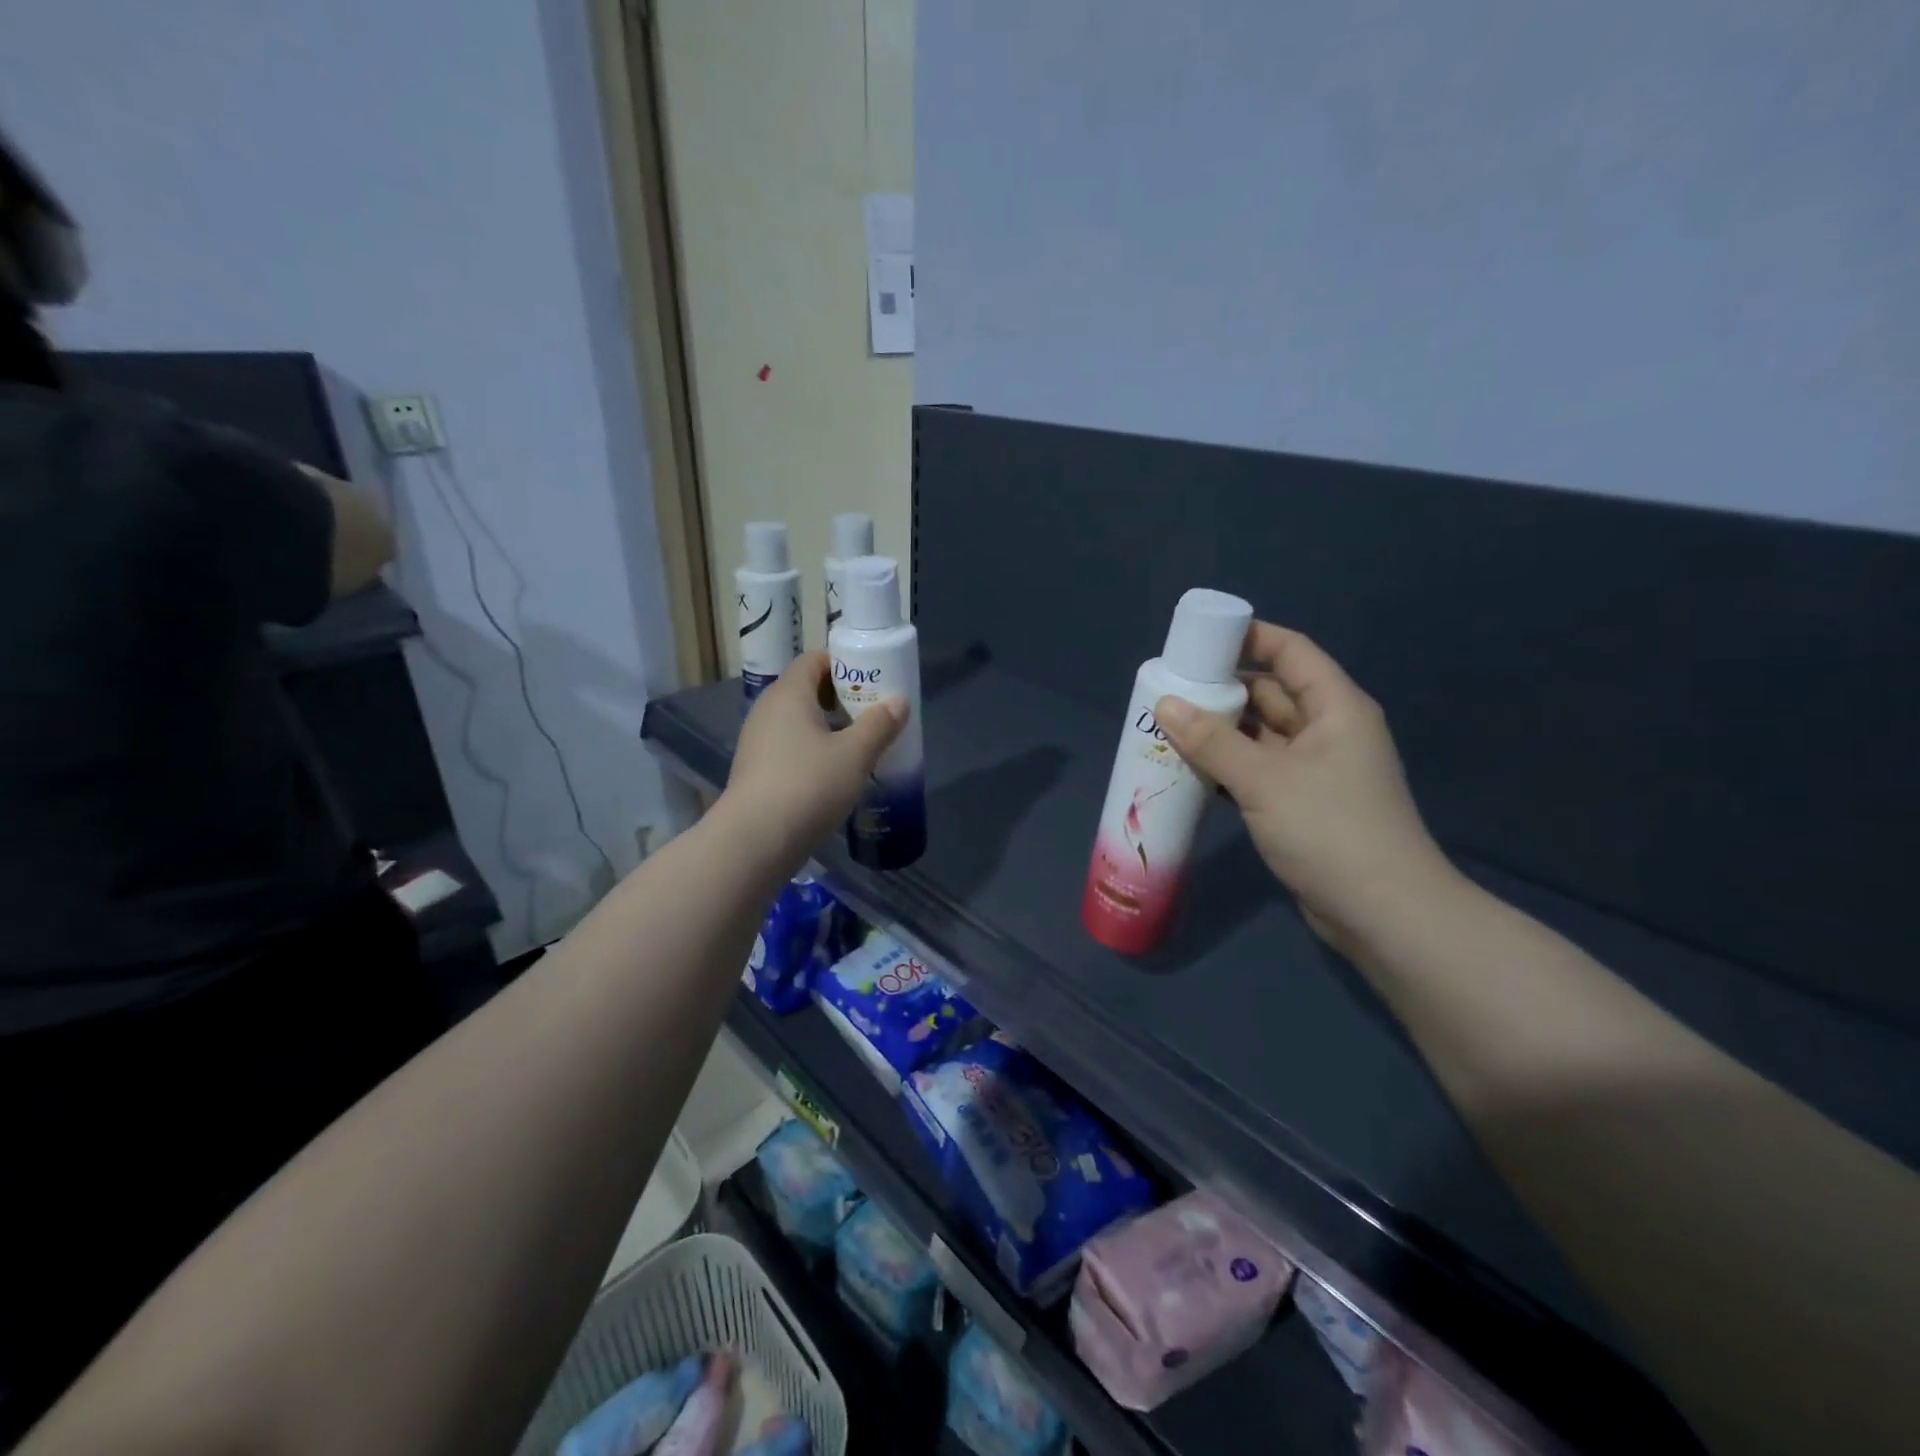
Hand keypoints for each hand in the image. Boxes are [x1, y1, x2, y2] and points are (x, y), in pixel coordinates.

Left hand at [722, 652, 906, 862]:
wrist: (756, 840)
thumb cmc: (808, 785)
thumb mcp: (855, 754)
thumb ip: (879, 724)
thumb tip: (899, 702)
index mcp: (789, 694)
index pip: (815, 660)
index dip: (845, 664)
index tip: (874, 680)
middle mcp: (768, 710)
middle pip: (808, 690)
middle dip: (843, 698)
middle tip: (875, 714)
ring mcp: (759, 742)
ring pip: (800, 723)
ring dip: (830, 729)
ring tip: (862, 746)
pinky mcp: (758, 771)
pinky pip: (791, 748)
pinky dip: (815, 752)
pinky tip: (837, 774)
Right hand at [1154, 623, 1457, 946]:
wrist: (1382, 913)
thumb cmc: (1330, 830)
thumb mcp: (1265, 779)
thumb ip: (1212, 741)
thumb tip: (1166, 704)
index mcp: (1334, 707)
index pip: (1290, 652)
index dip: (1248, 637)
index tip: (1198, 639)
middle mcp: (1327, 730)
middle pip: (1270, 693)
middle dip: (1221, 689)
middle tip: (1169, 689)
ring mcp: (1315, 770)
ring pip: (1260, 735)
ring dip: (1219, 732)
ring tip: (1167, 727)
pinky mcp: (1302, 804)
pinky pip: (1258, 770)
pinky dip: (1227, 767)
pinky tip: (1189, 771)